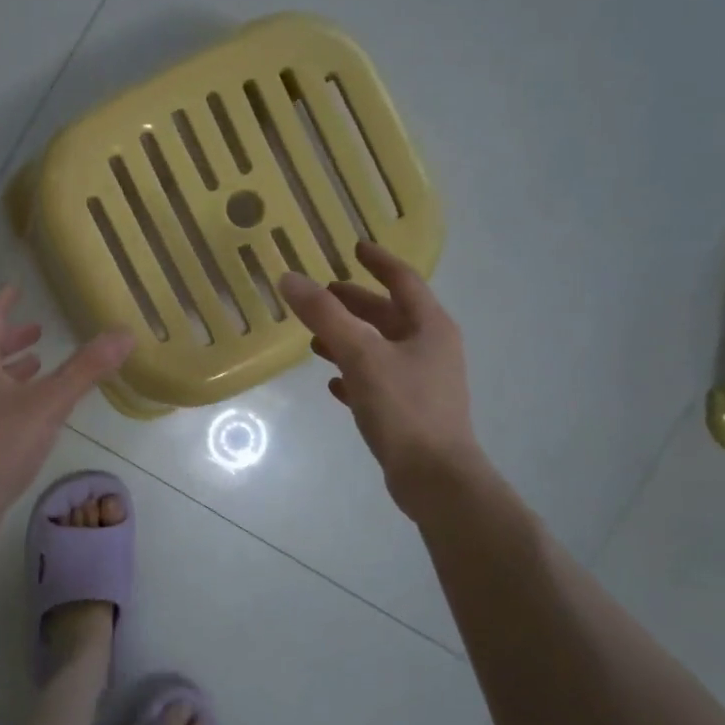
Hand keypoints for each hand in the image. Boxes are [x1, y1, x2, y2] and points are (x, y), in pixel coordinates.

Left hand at [0, 285, 133, 521]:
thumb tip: (124, 334)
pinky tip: (30, 414)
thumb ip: (86, 368)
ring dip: (11, 369)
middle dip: (11, 338)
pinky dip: (11, 396)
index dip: (3, 302)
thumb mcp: (49, 402)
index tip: (15, 288)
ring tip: (38, 365)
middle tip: (37, 329)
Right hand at [279, 241, 490, 520]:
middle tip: (323, 295)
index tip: (354, 247)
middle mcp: (431, 348)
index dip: (378, 262)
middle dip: (356, 304)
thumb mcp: (360, 355)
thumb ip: (325, 316)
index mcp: (430, 326)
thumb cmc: (403, 407)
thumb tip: (289, 278)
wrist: (435, 477)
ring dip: (350, 339)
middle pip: (390, 315)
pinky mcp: (411, 411)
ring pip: (381, 349)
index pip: (404, 280)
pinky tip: (332, 383)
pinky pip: (379, 381)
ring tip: (315, 339)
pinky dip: (356, 374)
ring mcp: (423, 381)